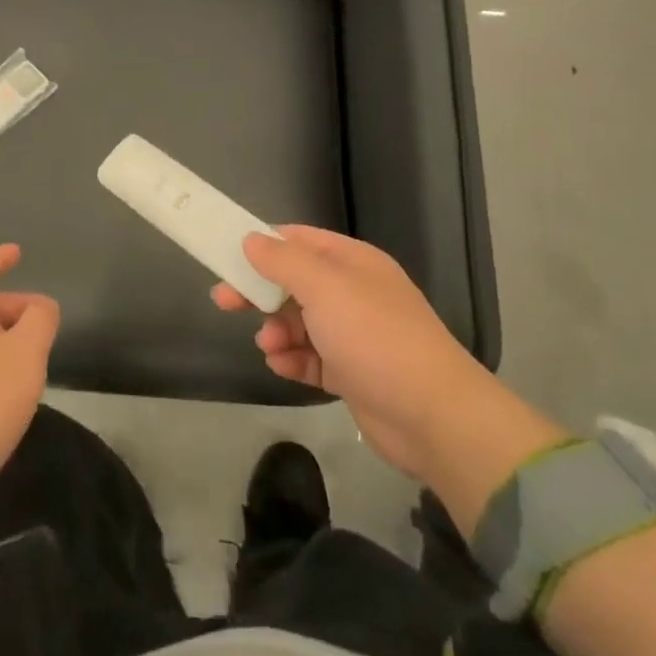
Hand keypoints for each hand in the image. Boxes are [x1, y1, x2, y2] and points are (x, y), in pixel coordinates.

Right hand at [211, 225, 526, 487]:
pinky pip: (310, 357)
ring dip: (276, 330)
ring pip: (299, 322)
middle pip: (294, 282)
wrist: (432, 416)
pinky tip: (283, 366)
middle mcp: (353, 293)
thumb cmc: (374, 337)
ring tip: (270, 345)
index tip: (227, 256)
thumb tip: (252, 239)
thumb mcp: (324, 288)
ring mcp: (354, 334)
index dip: (263, 245)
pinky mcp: (352, 373)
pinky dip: (293, 359)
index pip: (299, 240)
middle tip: (223, 302)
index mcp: (352, 262)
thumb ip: (283, 261)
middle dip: (259, 291)